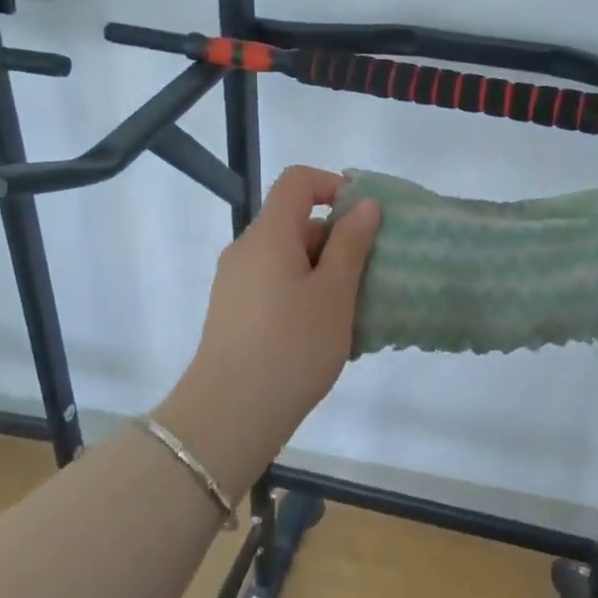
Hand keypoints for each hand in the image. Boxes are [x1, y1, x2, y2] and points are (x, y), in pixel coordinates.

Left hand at [178, 166, 380, 446]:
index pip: (298, 181)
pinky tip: (321, 331)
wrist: (229, 416)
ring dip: (322, 271)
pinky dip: (302, 292)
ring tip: (350, 310)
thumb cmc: (292, 347)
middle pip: (294, 221)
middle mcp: (245, 250)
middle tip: (367, 275)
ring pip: (286, 257)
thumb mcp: (334, 293)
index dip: (334, 186)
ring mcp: (235, 283)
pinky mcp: (232, 312)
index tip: (364, 219)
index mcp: (268, 235)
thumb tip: (364, 204)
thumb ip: (351, 243)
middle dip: (335, 239)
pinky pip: (274, 284)